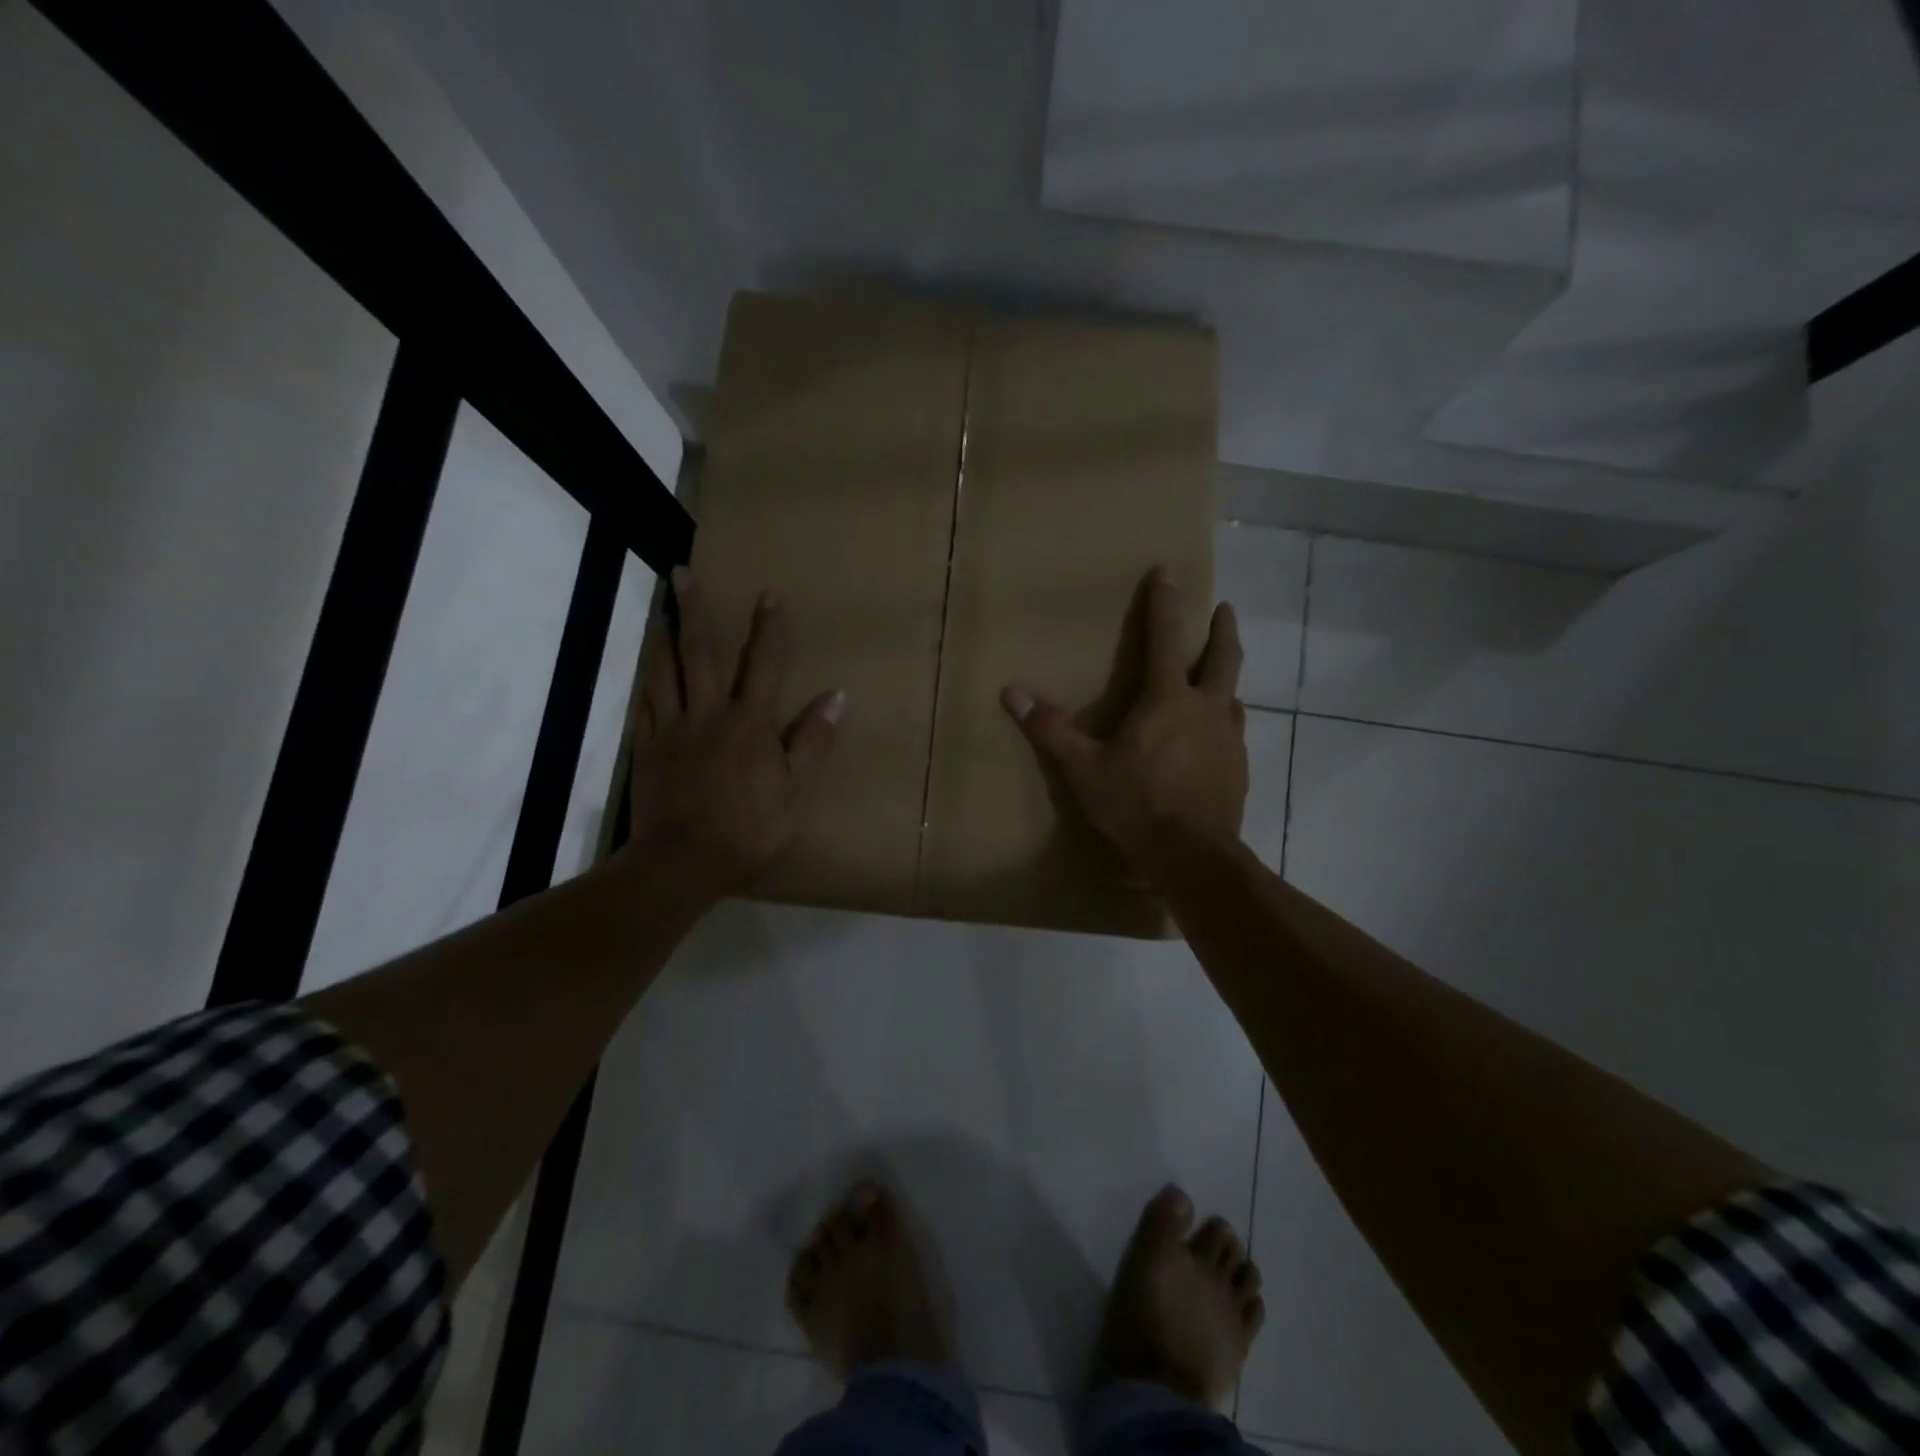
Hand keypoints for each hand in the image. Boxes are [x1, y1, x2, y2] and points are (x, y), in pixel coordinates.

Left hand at [616, 568, 843, 904]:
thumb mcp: (795, 789)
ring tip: (659, 606)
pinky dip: (645, 679)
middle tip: (683, 572)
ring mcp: (672, 728)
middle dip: (695, 610)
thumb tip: (837, 696)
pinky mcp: (647, 747)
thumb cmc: (749, 827)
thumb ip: (813, 740)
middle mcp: (709, 713)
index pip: (765, 664)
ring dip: (663, 634)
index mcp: (750, 722)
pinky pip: (643, 704)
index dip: (770, 628)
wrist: (683, 861)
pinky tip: (644, 665)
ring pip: (664, 671)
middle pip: (701, 652)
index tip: (770, 593)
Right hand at [1001, 569, 1246, 872]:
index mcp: (1168, 700)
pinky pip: (1234, 732)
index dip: (1166, 603)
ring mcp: (1229, 739)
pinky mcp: (1240, 768)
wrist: (1193, 856)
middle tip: (1224, 609)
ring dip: (1226, 678)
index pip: (1166, 638)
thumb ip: (1051, 729)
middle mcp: (1206, 709)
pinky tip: (1215, 735)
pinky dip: (1225, 720)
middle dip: (1222, 629)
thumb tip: (1012, 692)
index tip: (1169, 572)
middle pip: (1223, 657)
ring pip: (1234, 695)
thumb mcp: (1084, 769)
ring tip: (1218, 676)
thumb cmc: (1136, 805)